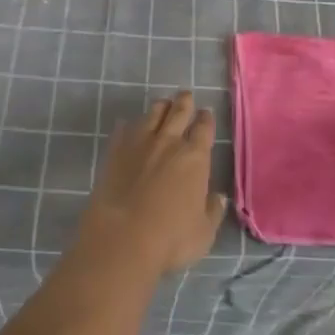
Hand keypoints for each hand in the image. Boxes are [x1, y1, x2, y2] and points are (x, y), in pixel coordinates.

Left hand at [78, 91, 226, 274]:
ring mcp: (140, 143)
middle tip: (186, 95)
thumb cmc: (171, 239)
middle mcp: (169, 142)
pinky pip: (123, 130)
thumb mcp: (203, 233)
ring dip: (160, 107)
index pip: (204, 128)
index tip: (206, 113)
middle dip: (184, 101)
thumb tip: (219, 197)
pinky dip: (128, 126)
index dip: (206, 119)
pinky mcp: (116, 151)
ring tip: (163, 105)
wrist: (123, 238)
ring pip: (153, 114)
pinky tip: (127, 125)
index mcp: (195, 157)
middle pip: (179, 111)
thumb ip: (213, 212)